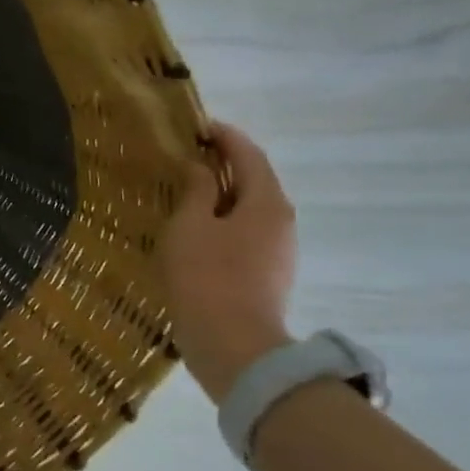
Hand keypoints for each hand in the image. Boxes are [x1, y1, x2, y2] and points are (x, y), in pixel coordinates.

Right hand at [158, 122, 296, 402]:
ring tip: (187, 193)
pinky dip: (224, 221)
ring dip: (223, 195)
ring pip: (250, 209)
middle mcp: (281, 220)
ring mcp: (278, 250)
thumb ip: (196, 190)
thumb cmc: (206, 276)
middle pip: (254, 180)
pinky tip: (198, 231)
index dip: (224, 136)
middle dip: (224, 165)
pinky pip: (246, 234)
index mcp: (266, 201)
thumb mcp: (189, 225)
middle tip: (188, 157)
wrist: (233, 344)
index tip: (197, 126)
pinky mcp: (268, 274)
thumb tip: (202, 168)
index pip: (248, 154)